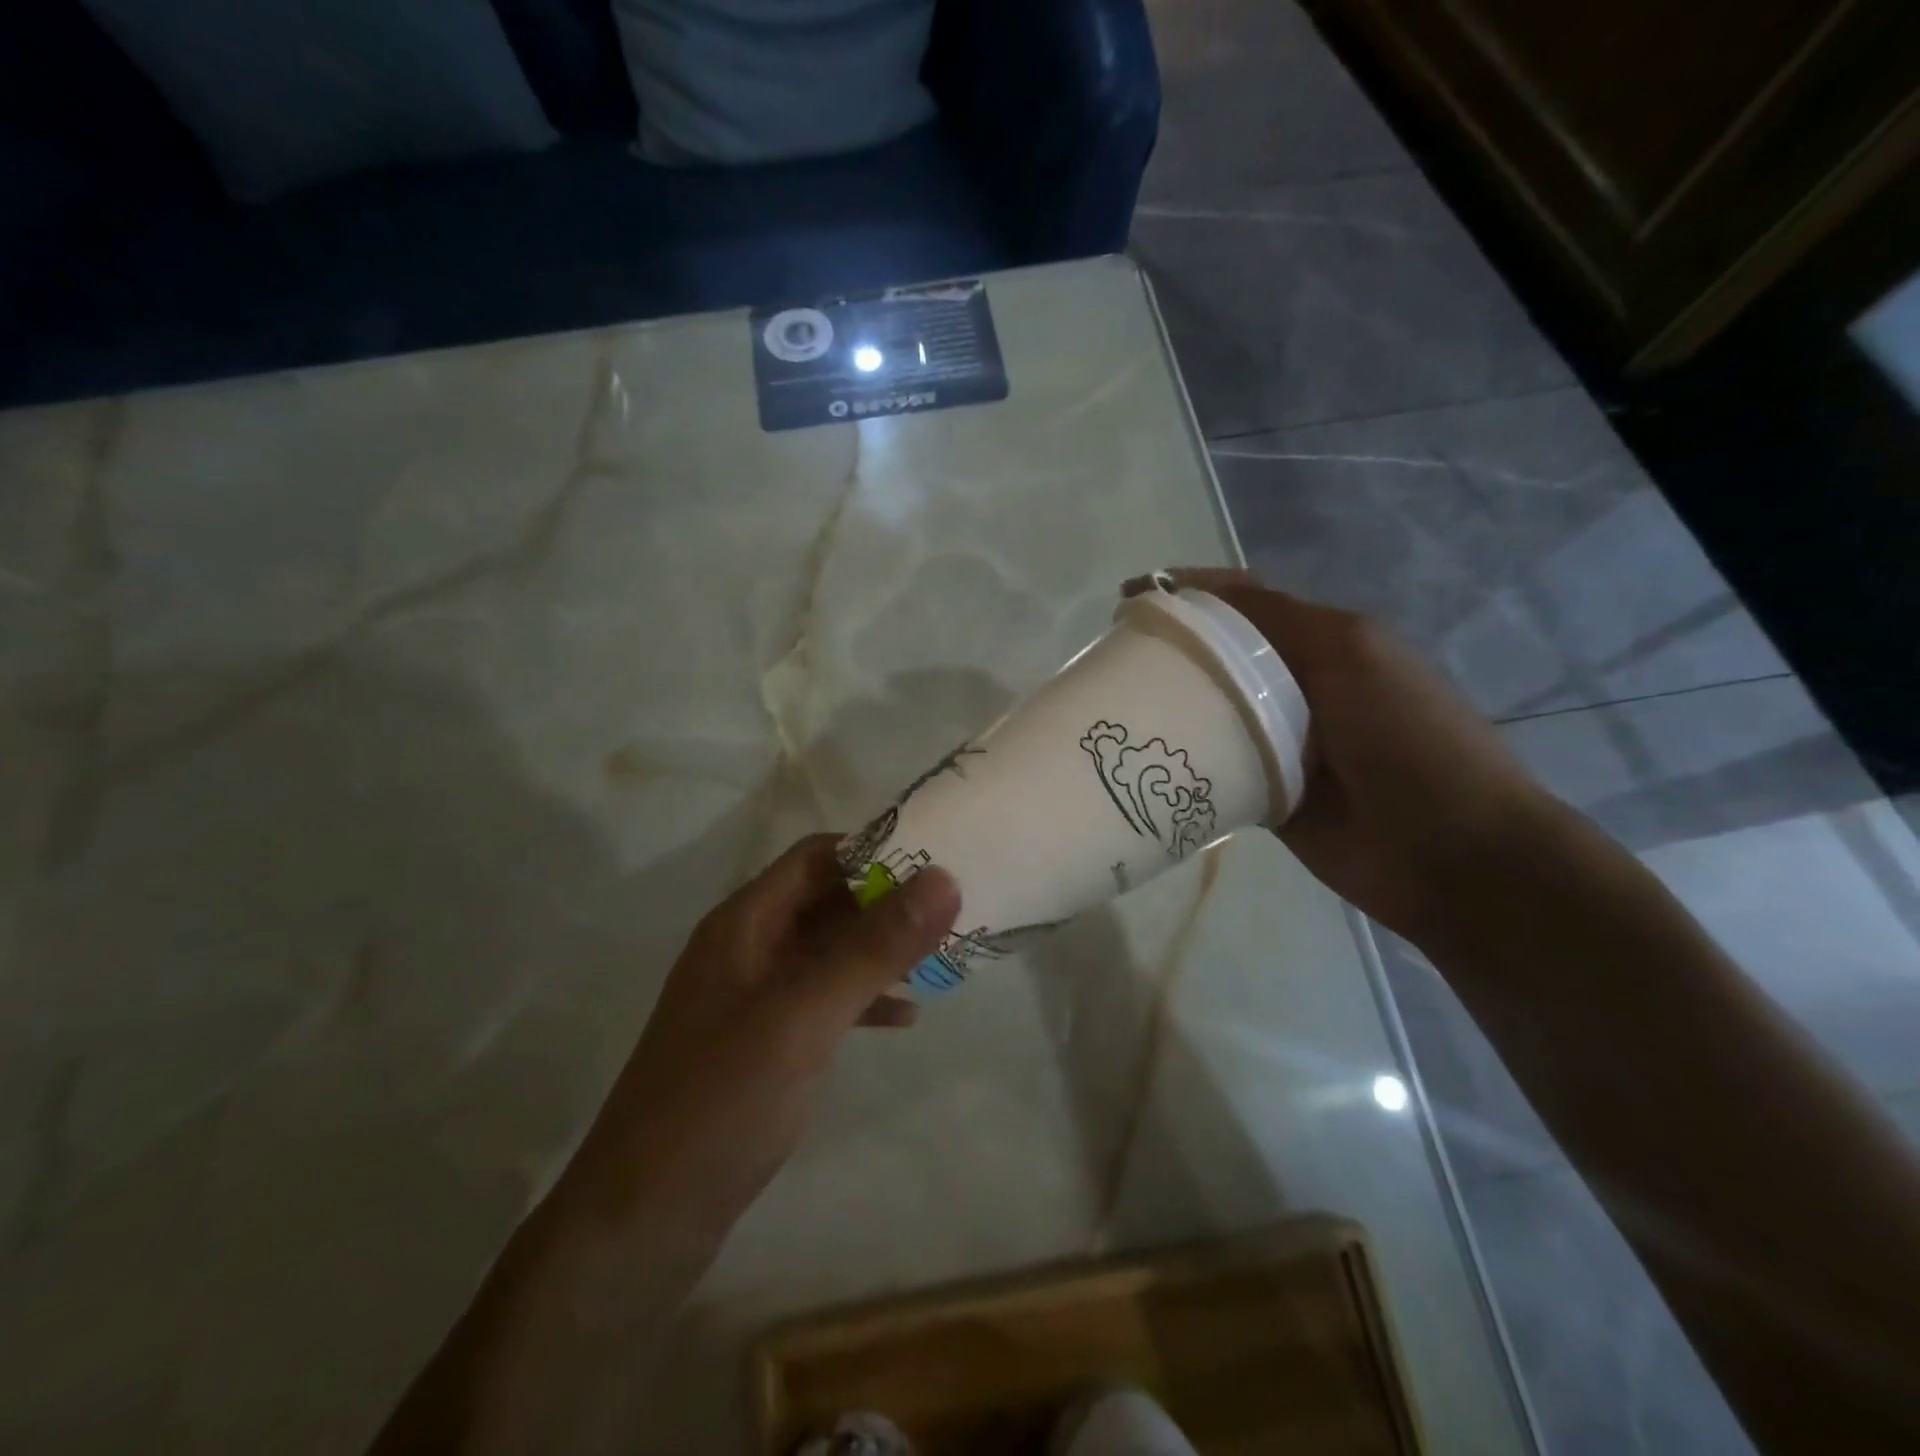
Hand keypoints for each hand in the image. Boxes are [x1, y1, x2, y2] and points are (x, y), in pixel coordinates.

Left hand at [371, 837, 959, 1454]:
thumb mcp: (803, 1016)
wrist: (640, 1224)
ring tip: (942, 959)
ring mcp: (753, 998)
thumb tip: (943, 879)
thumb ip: (873, 947)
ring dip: (880, 951)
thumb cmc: (719, 1103)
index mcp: (744, 923)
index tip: (938, 861)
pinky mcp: (762, 1044)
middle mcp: (747, 948)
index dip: (874, 851)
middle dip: (887, 902)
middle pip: (826, 901)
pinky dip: (863, 999)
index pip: (816, 857)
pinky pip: (822, 1000)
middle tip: (954, 911)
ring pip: (829, 951)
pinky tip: (904, 1018)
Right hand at [1127, 569, 1566, 943]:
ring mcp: (1281, 744)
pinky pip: (1217, 769)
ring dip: (1172, 709)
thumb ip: (1280, 621)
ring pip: (1213, 714)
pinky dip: (1186, 763)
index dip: (1187, 592)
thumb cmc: (1408, 738)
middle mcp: (1297, 687)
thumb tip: (1199, 599)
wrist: (1452, 852)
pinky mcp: (1266, 795)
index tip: (1128, 601)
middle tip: (1110, 662)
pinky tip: (1144, 762)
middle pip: (1220, 659)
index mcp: (1322, 643)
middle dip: (1170, 652)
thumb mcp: (1351, 652)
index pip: (1243, 604)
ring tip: (1115, 709)